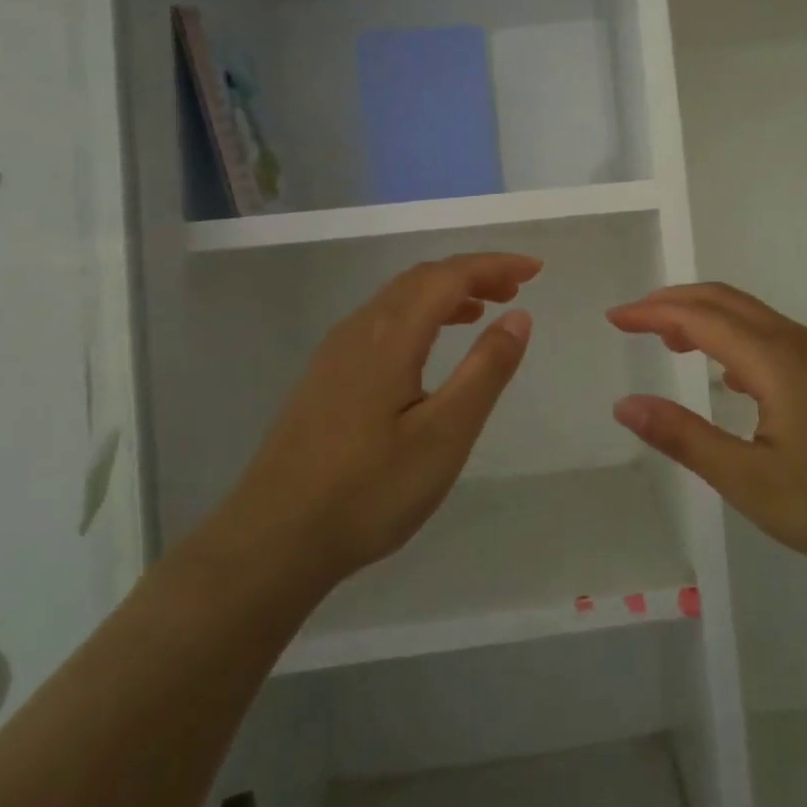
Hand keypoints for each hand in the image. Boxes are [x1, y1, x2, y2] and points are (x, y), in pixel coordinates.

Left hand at [218, 253, 539, 592]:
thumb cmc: (368, 491)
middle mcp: (359, 329)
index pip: (449, 276)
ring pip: (398, 298)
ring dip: (445, 293)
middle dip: (472, 273)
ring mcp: (335, 352)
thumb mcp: (444, 435)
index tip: (535, 269)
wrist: (272, 541)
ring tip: (483, 311)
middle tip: (516, 289)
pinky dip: (419, 315)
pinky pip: (381, 321)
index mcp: (390, 335)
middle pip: (422, 278)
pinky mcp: (325, 376)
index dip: (495, 266)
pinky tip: (429, 348)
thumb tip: (518, 317)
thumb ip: (485, 370)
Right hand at [607, 283, 806, 585]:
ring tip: (670, 341)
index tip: (614, 318)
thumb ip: (684, 438)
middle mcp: (796, 342)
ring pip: (751, 316)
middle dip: (674, 302)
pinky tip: (730, 375)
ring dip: (705, 317)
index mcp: (772, 359)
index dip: (652, 312)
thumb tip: (626, 404)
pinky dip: (734, 337)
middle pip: (725, 301)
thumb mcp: (750, 480)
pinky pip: (771, 336)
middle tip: (633, 319)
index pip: (698, 316)